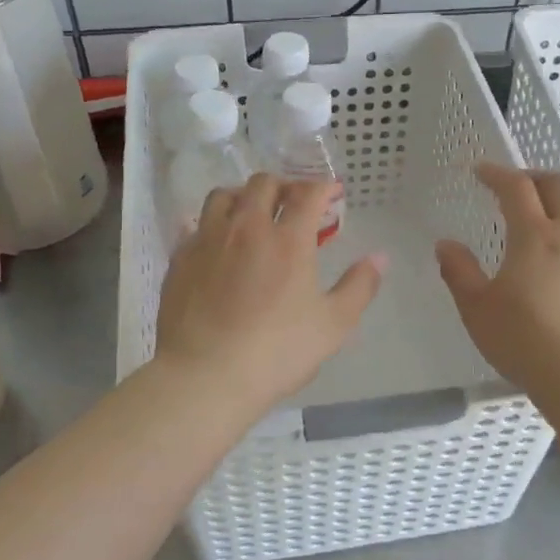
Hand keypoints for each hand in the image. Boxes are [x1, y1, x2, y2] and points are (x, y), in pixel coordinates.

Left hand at [152, 174, 384, 415]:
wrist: (206, 375)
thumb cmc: (277, 352)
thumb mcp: (333, 325)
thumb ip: (359, 287)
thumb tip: (379, 257)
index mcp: (288, 240)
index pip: (308, 193)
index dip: (323, 187)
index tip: (331, 193)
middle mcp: (246, 227)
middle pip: (263, 184)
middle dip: (284, 186)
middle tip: (293, 203)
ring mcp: (207, 240)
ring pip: (223, 196)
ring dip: (243, 196)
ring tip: (251, 214)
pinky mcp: (180, 259)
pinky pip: (196, 226)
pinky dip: (213, 225)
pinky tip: (218, 245)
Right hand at [436, 164, 559, 396]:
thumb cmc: (522, 340)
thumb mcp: (477, 308)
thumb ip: (459, 271)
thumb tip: (445, 244)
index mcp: (535, 235)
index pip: (516, 187)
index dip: (496, 173)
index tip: (480, 172)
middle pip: (559, 185)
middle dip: (533, 177)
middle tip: (514, 186)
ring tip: (550, 208)